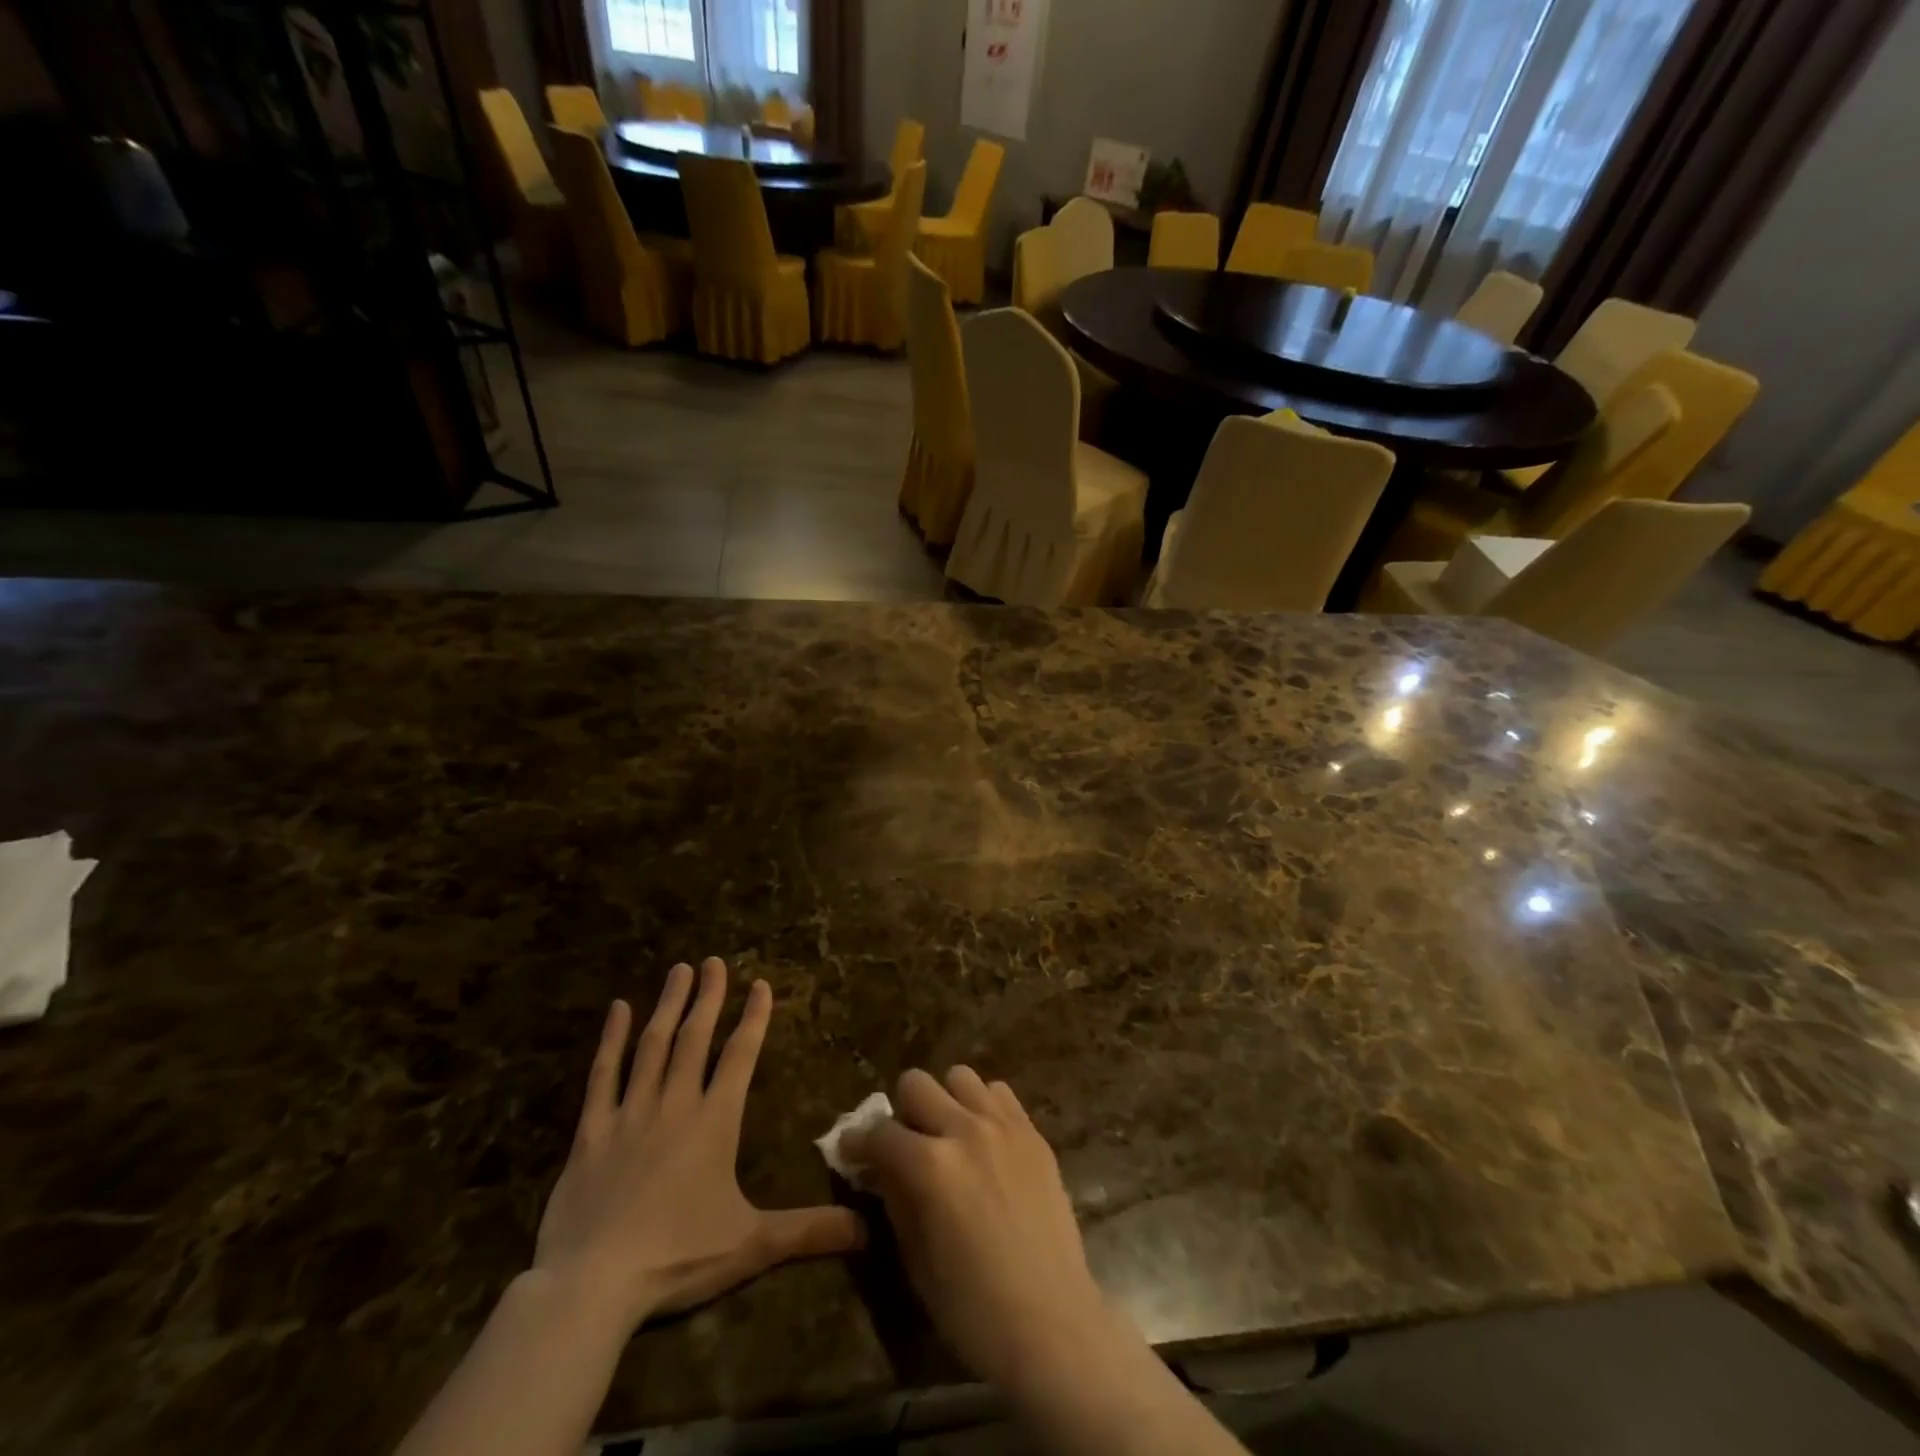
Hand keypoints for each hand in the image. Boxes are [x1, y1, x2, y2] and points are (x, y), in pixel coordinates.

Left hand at [533, 958, 864, 1331]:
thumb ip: (809, 1230)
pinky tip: (618, 1009)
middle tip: (714, 961)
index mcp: (715, 1122)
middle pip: (695, 1038)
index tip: (760, 983)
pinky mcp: (591, 1132)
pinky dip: (611, 1040)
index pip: (741, 1056)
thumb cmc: (678, 1258)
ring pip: (652, 1046)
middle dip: (708, 997)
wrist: (592, 1286)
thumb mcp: (752, 1245)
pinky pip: (602, 1075)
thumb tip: (867, 1230)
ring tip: (679, 970)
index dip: (754, 1018)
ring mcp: (630, 1113)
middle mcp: (675, 1104)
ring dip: (668, 1005)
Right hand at [842, 1068, 1113, 1392]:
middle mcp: (964, 1130)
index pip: (879, 1132)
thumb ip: (895, 1199)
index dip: (858, 1142)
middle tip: (905, 1143)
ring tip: (949, 1135)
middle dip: (901, 1111)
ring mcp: (1003, 1125)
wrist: (1051, 1322)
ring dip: (945, 1101)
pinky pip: (999, 1093)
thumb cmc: (973, 1308)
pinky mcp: (1033, 1132)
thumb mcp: (915, 1258)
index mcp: (929, 1166)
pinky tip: (984, 1140)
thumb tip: (879, 1168)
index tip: (852, 1151)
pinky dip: (983, 1107)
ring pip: (960, 1077)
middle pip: (916, 1083)